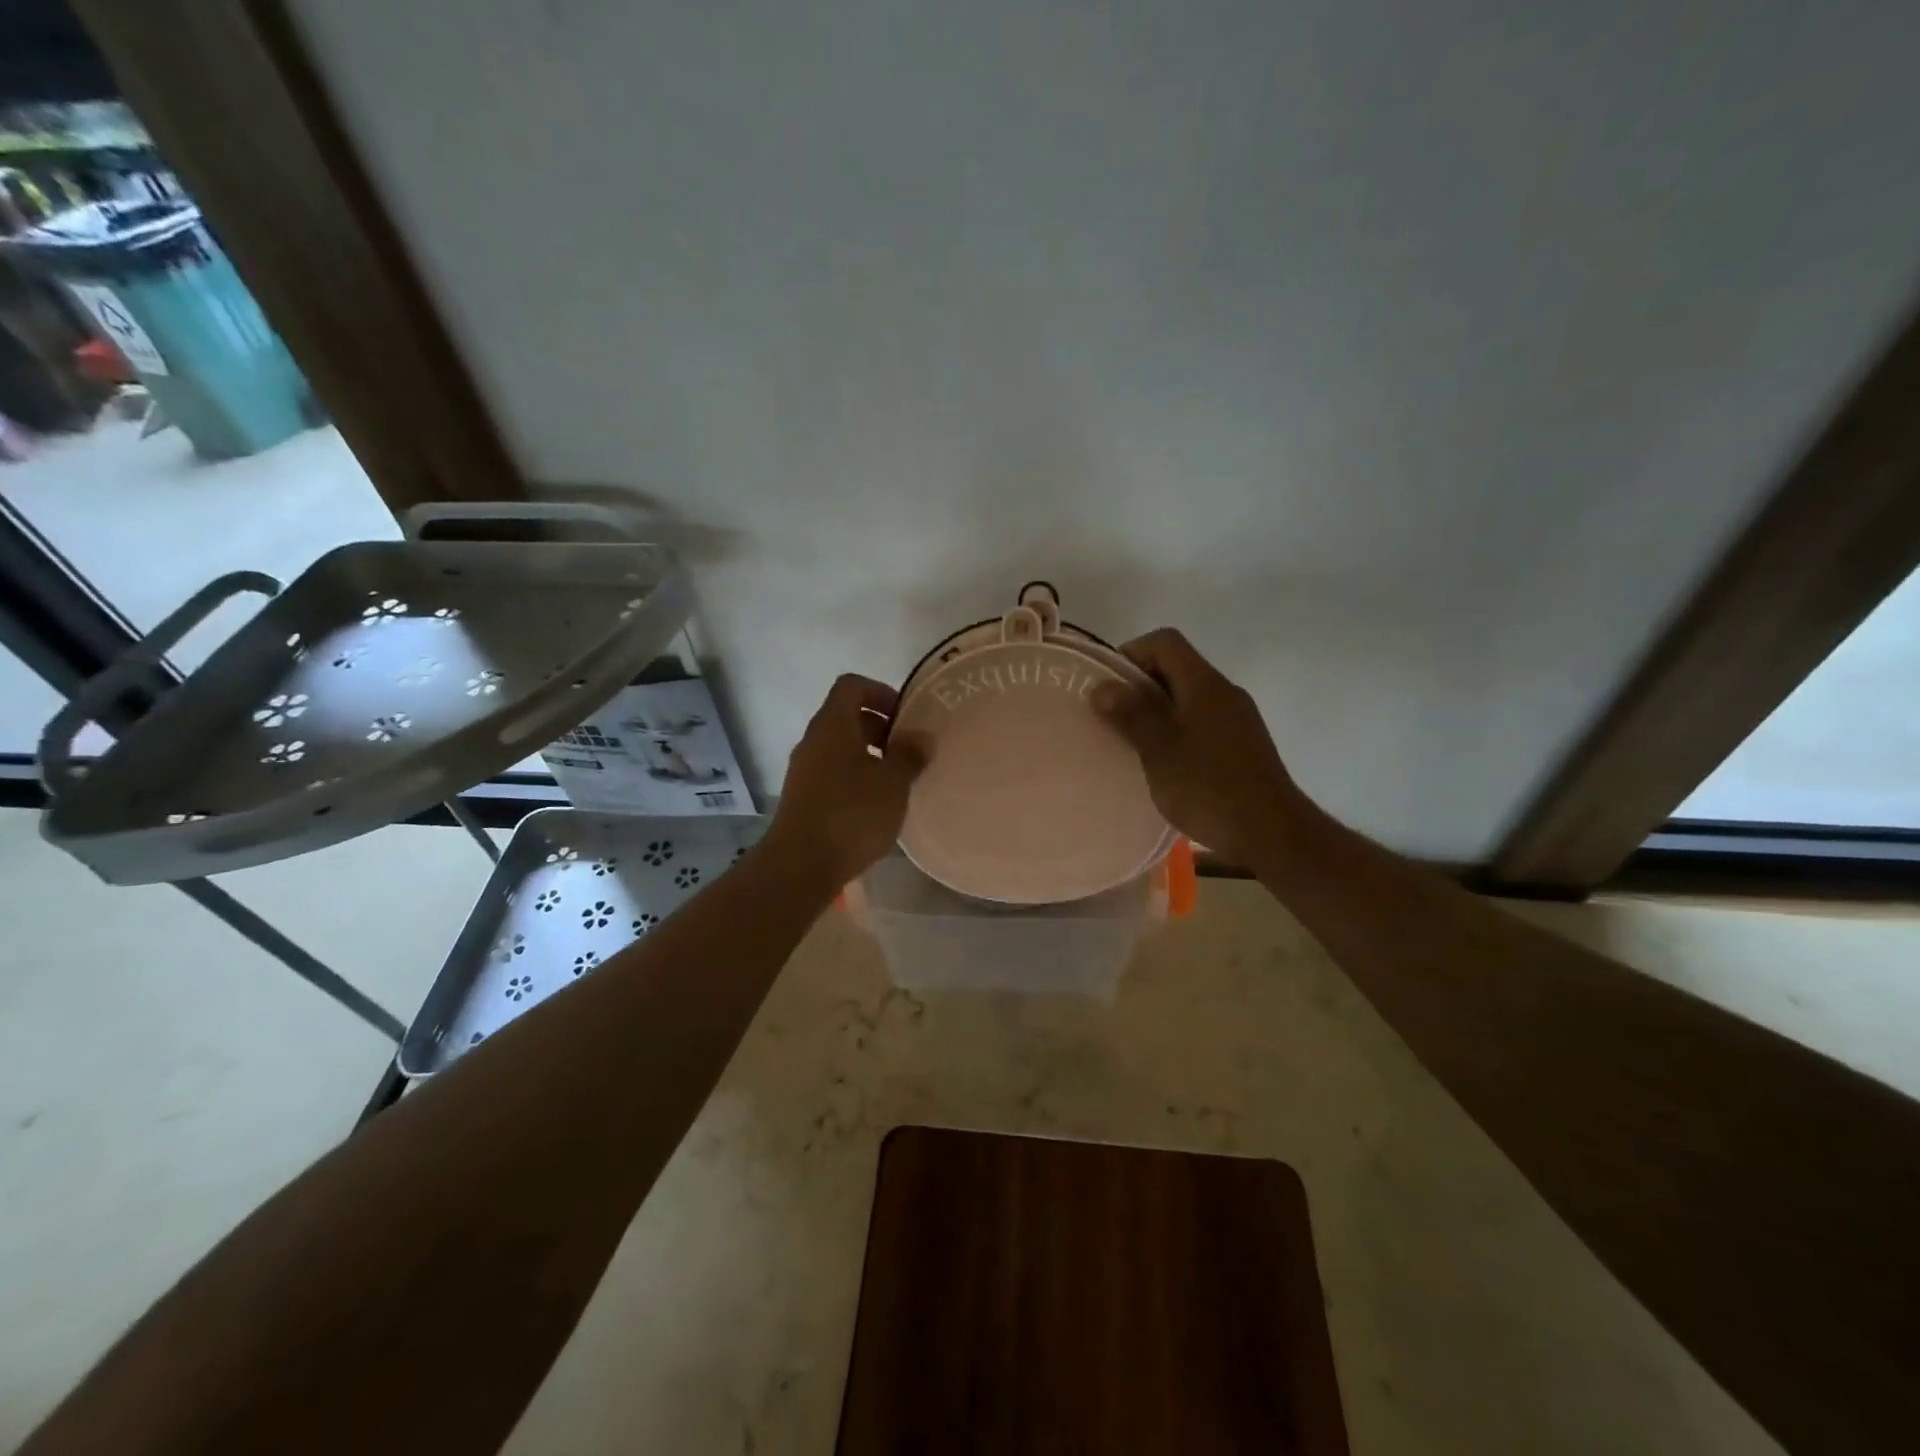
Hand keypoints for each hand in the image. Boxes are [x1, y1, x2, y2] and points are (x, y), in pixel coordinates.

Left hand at [765, 674, 926, 887]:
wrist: (801, 865)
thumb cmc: (852, 815)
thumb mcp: (892, 783)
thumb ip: (909, 755)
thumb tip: (921, 736)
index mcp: (832, 725)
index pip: (852, 686)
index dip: (881, 692)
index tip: (906, 717)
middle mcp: (813, 740)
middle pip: (846, 716)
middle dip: (881, 727)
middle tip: (909, 750)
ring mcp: (804, 770)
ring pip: (840, 747)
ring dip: (870, 755)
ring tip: (898, 780)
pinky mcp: (803, 797)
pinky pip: (833, 773)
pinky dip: (856, 777)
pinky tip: (877, 805)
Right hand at [1093, 628, 1314, 866]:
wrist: (1272, 832)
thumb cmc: (1209, 788)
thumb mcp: (1159, 752)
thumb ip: (1131, 715)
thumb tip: (1103, 686)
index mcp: (1204, 684)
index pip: (1165, 642)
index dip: (1132, 653)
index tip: (1109, 687)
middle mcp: (1225, 691)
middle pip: (1177, 667)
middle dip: (1141, 685)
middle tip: (1113, 717)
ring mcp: (1238, 717)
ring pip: (1189, 696)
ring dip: (1158, 709)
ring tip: (1134, 741)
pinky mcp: (1243, 743)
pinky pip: (1202, 719)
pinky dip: (1177, 728)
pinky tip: (1166, 762)